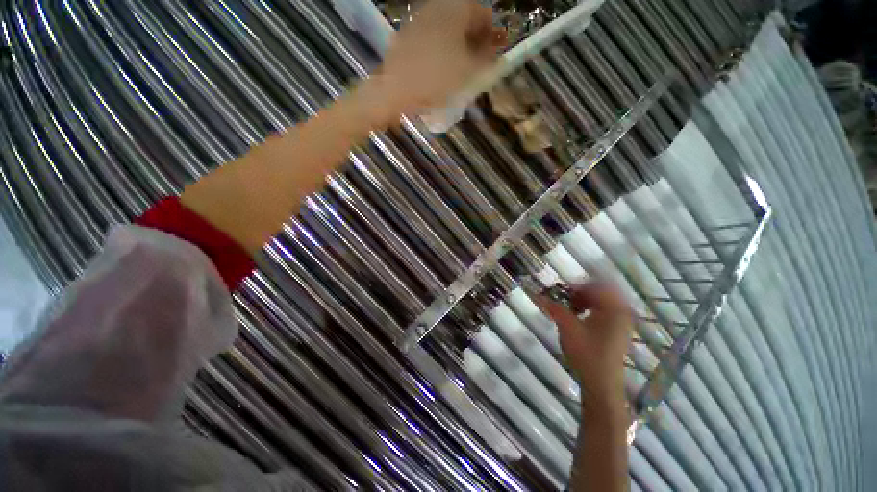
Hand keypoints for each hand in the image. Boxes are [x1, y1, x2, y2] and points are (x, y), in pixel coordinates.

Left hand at [361, 0, 505, 124]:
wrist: (396, 89)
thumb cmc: (437, 77)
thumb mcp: (469, 71)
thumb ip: (487, 61)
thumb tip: (497, 56)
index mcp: (456, 8)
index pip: (483, 14)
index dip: (493, 34)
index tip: (496, 52)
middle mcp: (437, 7)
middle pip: (464, 21)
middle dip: (475, 41)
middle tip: (480, 64)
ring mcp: (419, 21)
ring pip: (447, 32)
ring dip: (458, 48)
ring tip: (462, 71)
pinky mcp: (407, 38)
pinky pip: (432, 41)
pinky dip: (442, 52)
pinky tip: (442, 71)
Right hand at [537, 283, 631, 409]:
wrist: (602, 384)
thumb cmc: (586, 354)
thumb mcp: (567, 328)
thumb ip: (554, 308)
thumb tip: (538, 295)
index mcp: (613, 308)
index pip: (596, 285)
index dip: (577, 285)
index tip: (561, 291)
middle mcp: (622, 312)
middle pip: (602, 290)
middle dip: (582, 292)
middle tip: (566, 298)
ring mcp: (622, 322)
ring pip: (604, 301)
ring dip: (586, 300)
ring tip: (571, 308)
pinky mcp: (618, 331)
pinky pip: (606, 310)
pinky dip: (592, 309)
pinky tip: (580, 318)